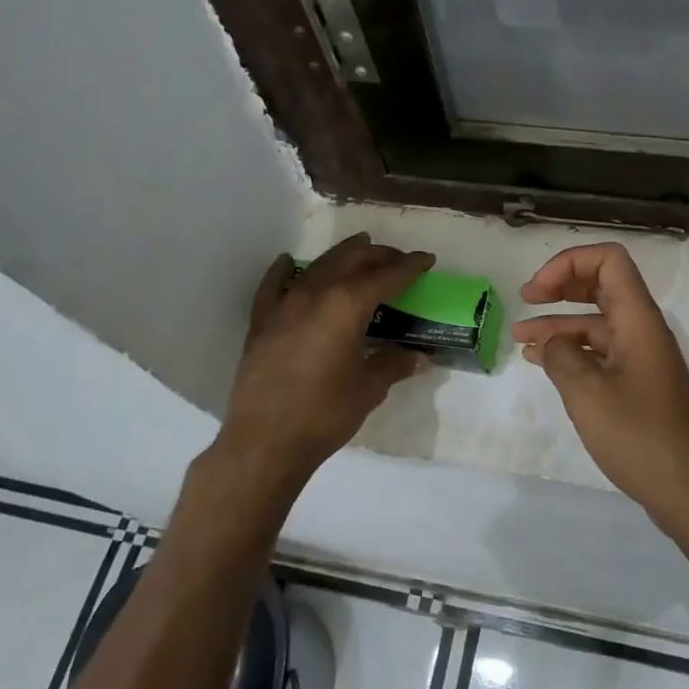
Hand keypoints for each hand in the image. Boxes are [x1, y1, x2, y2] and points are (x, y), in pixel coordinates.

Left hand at [217, 234, 434, 489]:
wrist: (264, 442)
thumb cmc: (324, 414)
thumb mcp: (368, 389)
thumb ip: (393, 364)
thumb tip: (419, 357)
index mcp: (346, 306)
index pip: (386, 276)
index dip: (409, 266)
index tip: (427, 259)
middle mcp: (315, 295)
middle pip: (351, 261)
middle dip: (379, 255)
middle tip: (398, 257)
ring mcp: (284, 306)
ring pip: (317, 266)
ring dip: (341, 254)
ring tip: (360, 246)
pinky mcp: (262, 323)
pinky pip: (273, 286)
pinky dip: (283, 270)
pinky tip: (287, 261)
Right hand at [512, 243, 688, 521]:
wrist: (688, 491)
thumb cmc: (639, 436)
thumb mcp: (587, 393)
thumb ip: (561, 356)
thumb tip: (551, 343)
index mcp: (638, 320)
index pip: (609, 260)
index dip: (568, 263)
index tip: (536, 292)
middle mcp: (643, 330)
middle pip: (602, 286)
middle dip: (562, 285)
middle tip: (526, 299)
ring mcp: (643, 359)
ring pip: (598, 323)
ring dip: (560, 324)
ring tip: (520, 339)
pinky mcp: (639, 385)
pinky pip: (602, 353)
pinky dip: (573, 352)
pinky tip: (544, 364)